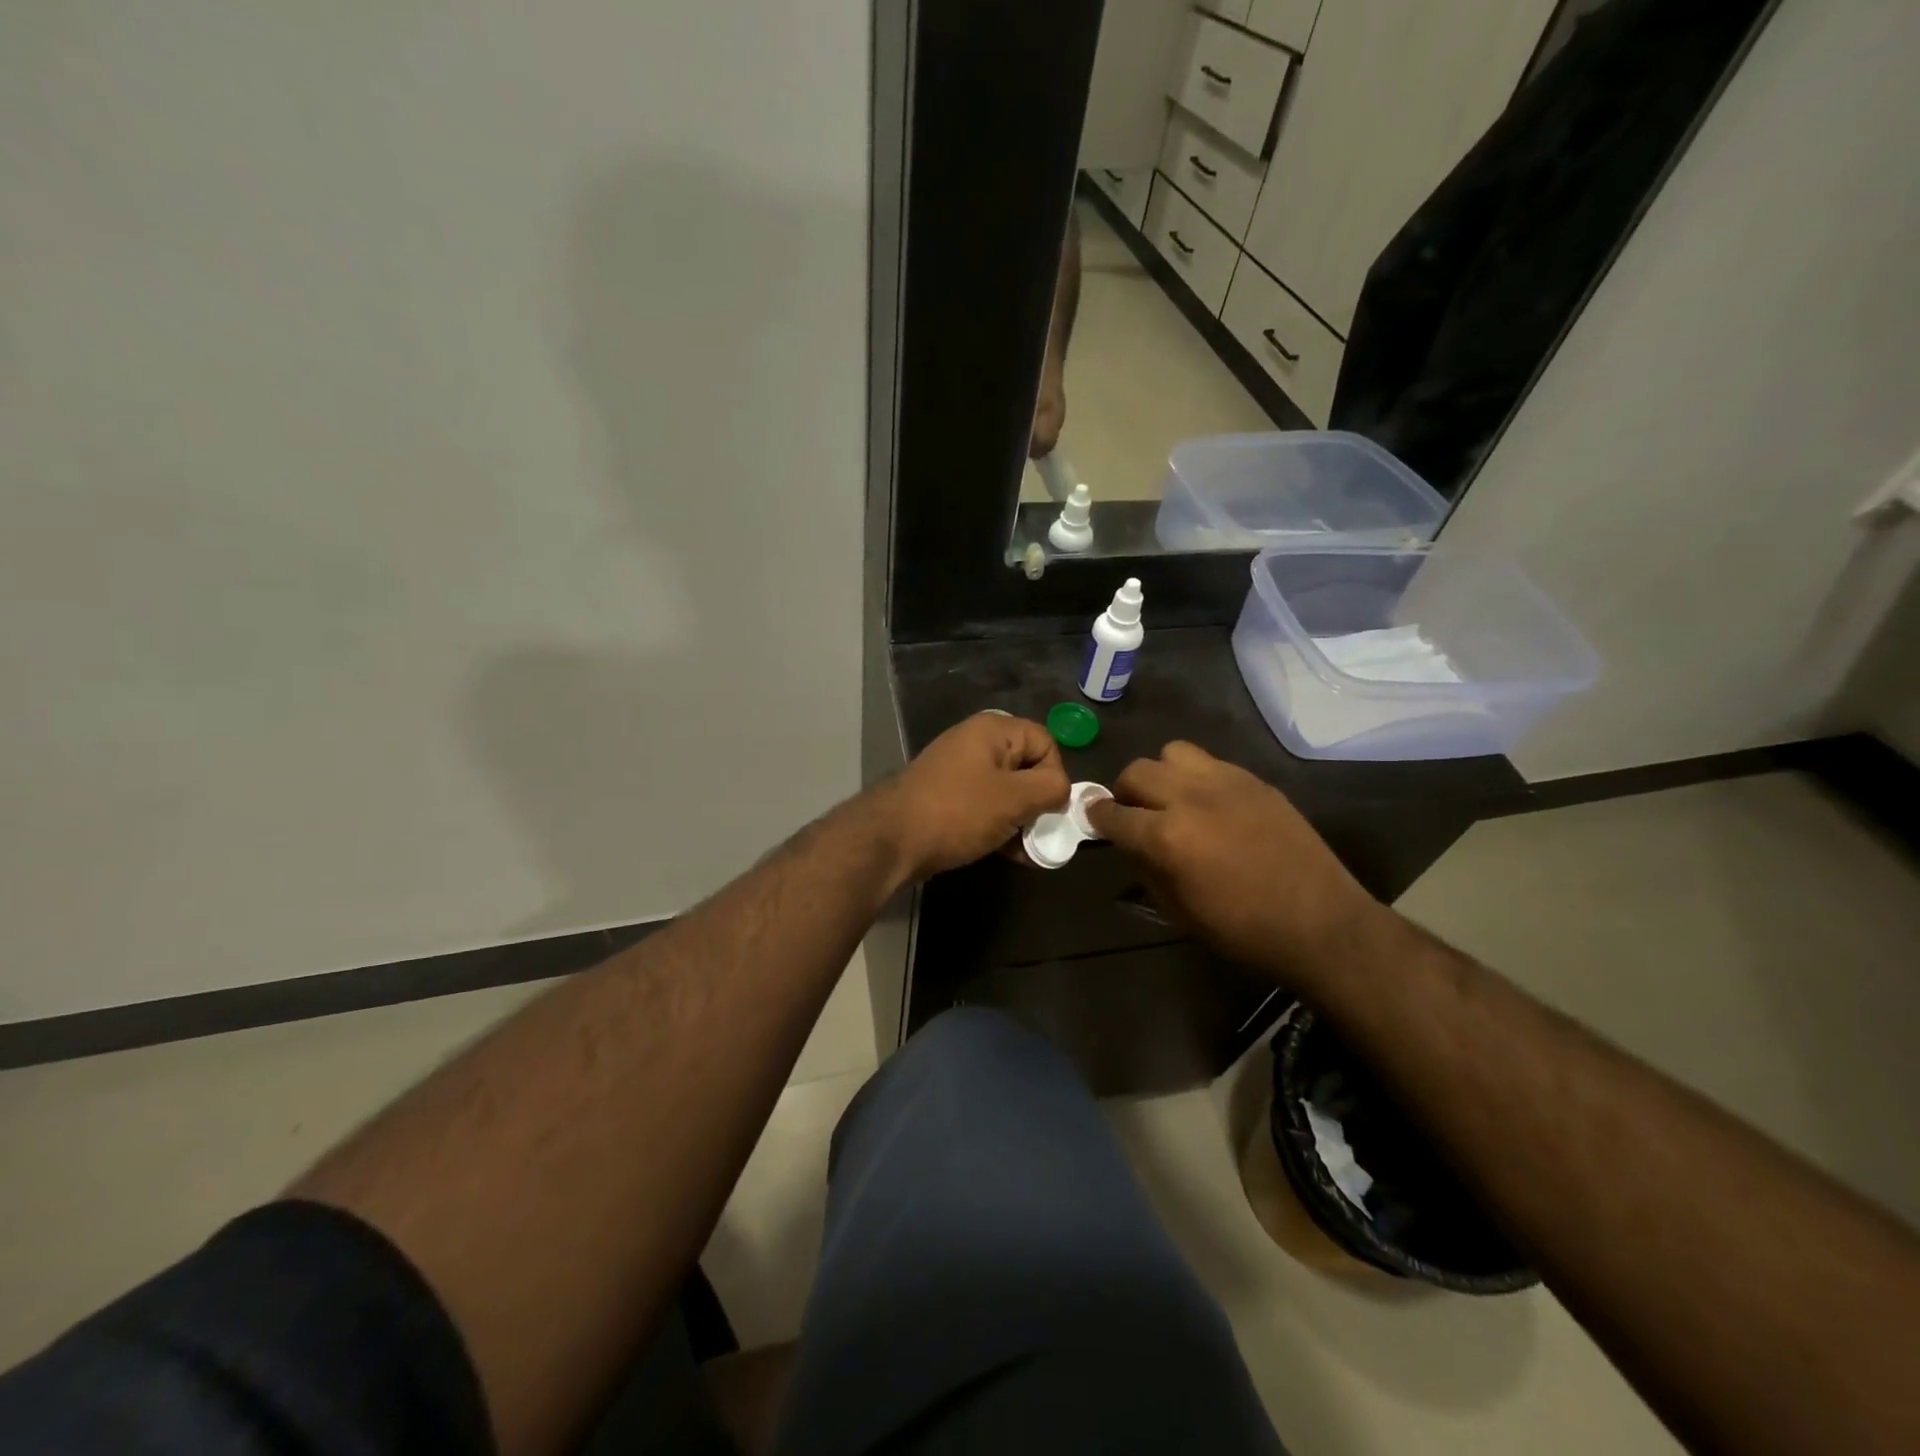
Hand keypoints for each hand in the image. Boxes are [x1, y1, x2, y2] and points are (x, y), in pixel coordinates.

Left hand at [876, 712, 1069, 881]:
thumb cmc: (958, 812)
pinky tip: (1008, 854)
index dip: (1055, 774)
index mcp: (993, 731)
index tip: (1049, 807)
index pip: (1045, 742)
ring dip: (1021, 820)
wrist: (892, 840)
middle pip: (1027, 767)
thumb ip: (1051, 788)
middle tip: (1040, 833)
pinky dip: (1000, 827)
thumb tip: (1061, 791)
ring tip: (1026, 851)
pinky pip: (986, 807)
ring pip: (1007, 791)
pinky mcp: (947, 798)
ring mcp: (959, 771)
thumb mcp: (1014, 798)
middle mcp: (976, 743)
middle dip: (1039, 802)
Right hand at [1085, 741, 1384, 984]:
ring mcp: (1224, 782)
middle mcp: (1189, 798)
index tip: (1095, 820)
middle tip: (1133, 813)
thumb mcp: (1177, 911)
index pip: (1113, 814)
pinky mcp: (1253, 779)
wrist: (1320, 922)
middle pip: (1137, 772)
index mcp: (1166, 837)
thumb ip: (1144, 869)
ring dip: (1161, 774)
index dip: (1097, 818)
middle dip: (1125, 792)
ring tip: (1171, 799)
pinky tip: (1208, 803)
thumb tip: (1128, 844)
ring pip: (1171, 753)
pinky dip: (1195, 777)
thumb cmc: (1242, 929)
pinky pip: (1209, 762)